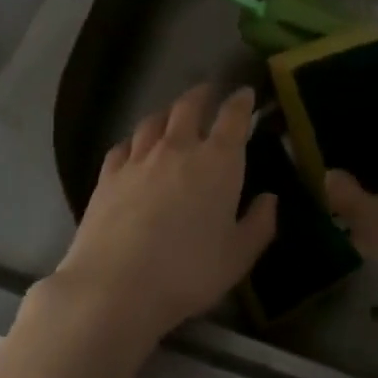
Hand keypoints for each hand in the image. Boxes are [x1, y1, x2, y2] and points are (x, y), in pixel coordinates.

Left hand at [47, 84, 277, 348]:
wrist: (117, 284)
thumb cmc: (188, 272)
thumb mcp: (238, 257)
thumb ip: (259, 224)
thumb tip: (270, 198)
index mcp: (217, 162)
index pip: (232, 118)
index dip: (241, 102)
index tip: (245, 93)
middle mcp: (177, 147)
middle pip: (188, 106)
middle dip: (202, 94)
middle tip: (209, 92)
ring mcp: (139, 157)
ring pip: (154, 120)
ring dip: (167, 112)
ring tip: (172, 114)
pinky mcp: (108, 173)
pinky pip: (124, 145)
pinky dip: (135, 140)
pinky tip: (134, 148)